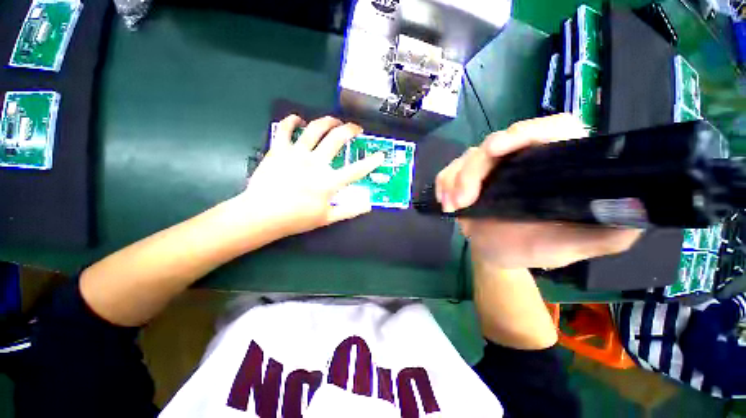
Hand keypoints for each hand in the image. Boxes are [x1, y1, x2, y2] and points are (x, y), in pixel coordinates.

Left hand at [237, 115, 383, 236]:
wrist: (262, 215)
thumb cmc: (296, 219)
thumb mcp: (327, 219)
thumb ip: (349, 211)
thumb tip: (369, 205)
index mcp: (328, 181)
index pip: (356, 170)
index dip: (371, 162)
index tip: (380, 155)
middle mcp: (316, 163)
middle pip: (337, 139)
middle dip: (350, 130)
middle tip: (355, 128)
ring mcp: (296, 154)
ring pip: (315, 129)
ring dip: (328, 121)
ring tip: (334, 120)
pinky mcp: (279, 150)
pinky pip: (285, 129)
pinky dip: (292, 120)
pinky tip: (298, 119)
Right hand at [436, 114, 642, 269]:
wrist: (496, 255)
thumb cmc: (534, 249)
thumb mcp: (573, 246)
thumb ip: (608, 232)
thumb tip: (639, 209)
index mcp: (555, 165)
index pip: (552, 129)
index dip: (526, 131)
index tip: (498, 149)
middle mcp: (522, 158)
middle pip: (494, 143)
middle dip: (471, 172)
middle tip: (461, 202)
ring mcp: (491, 166)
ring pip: (466, 157)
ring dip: (454, 182)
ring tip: (453, 208)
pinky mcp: (467, 175)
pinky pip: (449, 171)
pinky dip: (443, 184)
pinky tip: (445, 203)